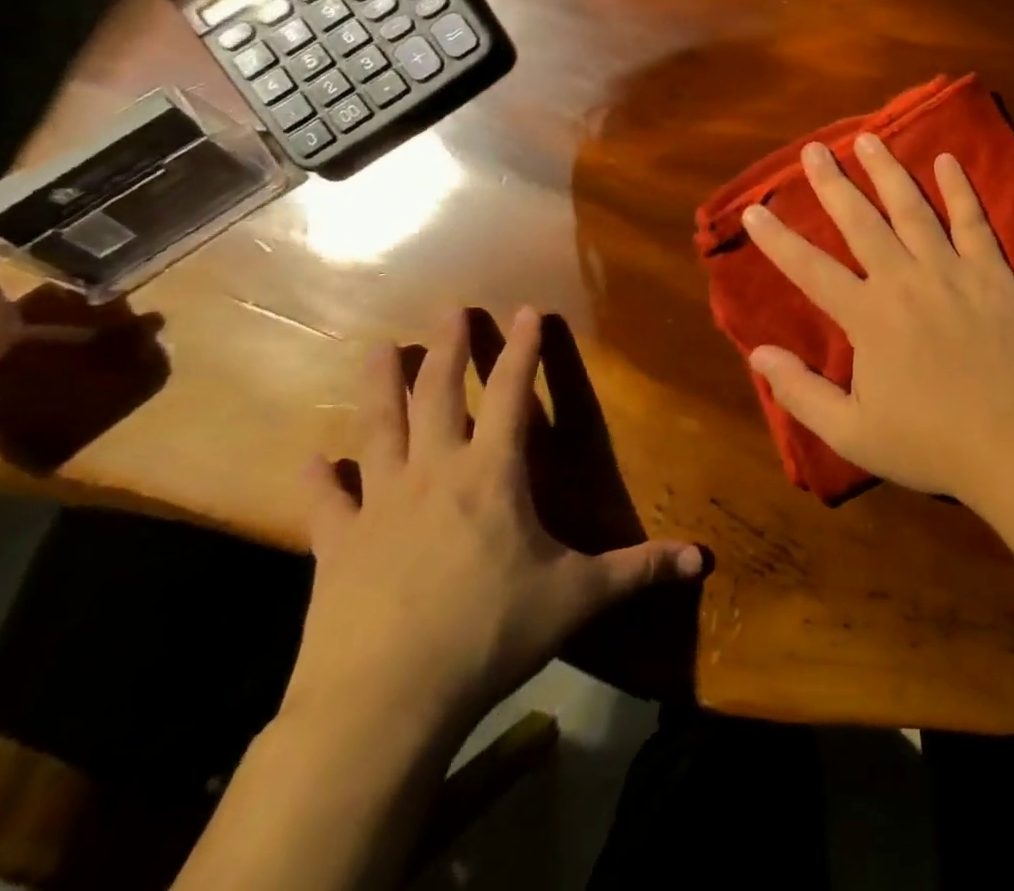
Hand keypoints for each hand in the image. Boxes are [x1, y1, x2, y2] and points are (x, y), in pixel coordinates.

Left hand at [286, 308, 702, 741]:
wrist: (383, 704)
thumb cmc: (490, 635)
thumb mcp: (577, 599)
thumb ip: (639, 571)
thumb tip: (703, 559)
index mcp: (492, 474)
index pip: (510, 394)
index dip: (521, 349)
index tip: (524, 310)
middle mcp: (434, 473)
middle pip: (438, 394)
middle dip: (448, 348)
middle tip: (449, 309)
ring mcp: (378, 505)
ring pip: (377, 428)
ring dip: (381, 385)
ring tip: (380, 347)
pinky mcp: (335, 546)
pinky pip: (324, 503)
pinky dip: (316, 480)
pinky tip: (309, 459)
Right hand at [742, 135, 1013, 498]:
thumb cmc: (931, 442)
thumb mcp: (853, 434)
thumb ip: (802, 393)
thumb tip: (759, 353)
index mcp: (867, 317)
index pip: (810, 269)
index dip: (778, 239)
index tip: (754, 210)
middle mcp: (904, 280)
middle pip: (860, 222)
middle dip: (832, 184)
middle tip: (813, 150)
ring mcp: (952, 270)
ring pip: (912, 209)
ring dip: (888, 171)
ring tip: (868, 139)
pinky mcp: (992, 271)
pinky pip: (973, 220)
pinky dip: (959, 189)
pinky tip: (947, 159)